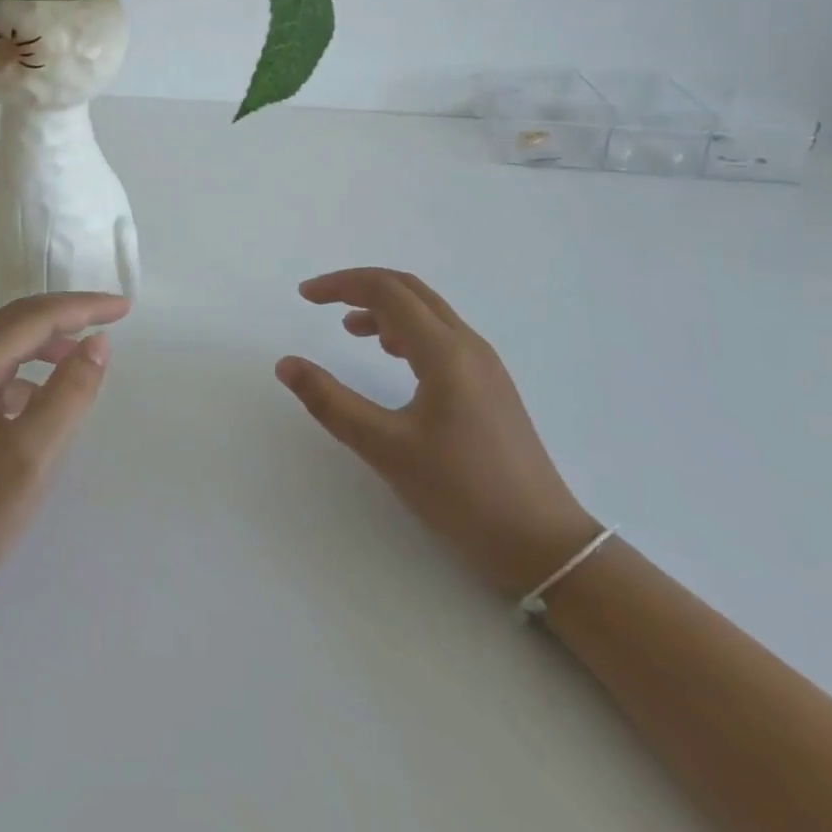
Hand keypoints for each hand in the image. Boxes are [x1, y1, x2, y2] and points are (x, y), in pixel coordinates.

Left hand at [0, 292, 128, 631]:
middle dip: (67, 315)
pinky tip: (45, 399)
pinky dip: (30, 373)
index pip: (34, 317)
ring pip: (7, 347)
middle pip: (17, 321)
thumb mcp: (30, 455)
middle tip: (112, 318)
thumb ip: (69, 394)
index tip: (124, 308)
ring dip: (48, 343)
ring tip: (86, 356)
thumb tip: (98, 343)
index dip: (82, 307)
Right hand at [277, 267, 598, 597]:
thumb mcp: (387, 449)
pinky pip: (442, 336)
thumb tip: (286, 365)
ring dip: (384, 308)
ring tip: (350, 330)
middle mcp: (468, 345)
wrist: (545, 546)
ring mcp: (485, 365)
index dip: (341, 284)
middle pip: (409, 290)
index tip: (305, 296)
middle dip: (360, 287)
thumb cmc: (463, 495)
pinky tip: (392, 357)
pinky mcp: (491, 386)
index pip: (386, 290)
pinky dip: (407, 330)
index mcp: (445, 352)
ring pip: (428, 312)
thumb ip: (332, 403)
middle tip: (321, 301)